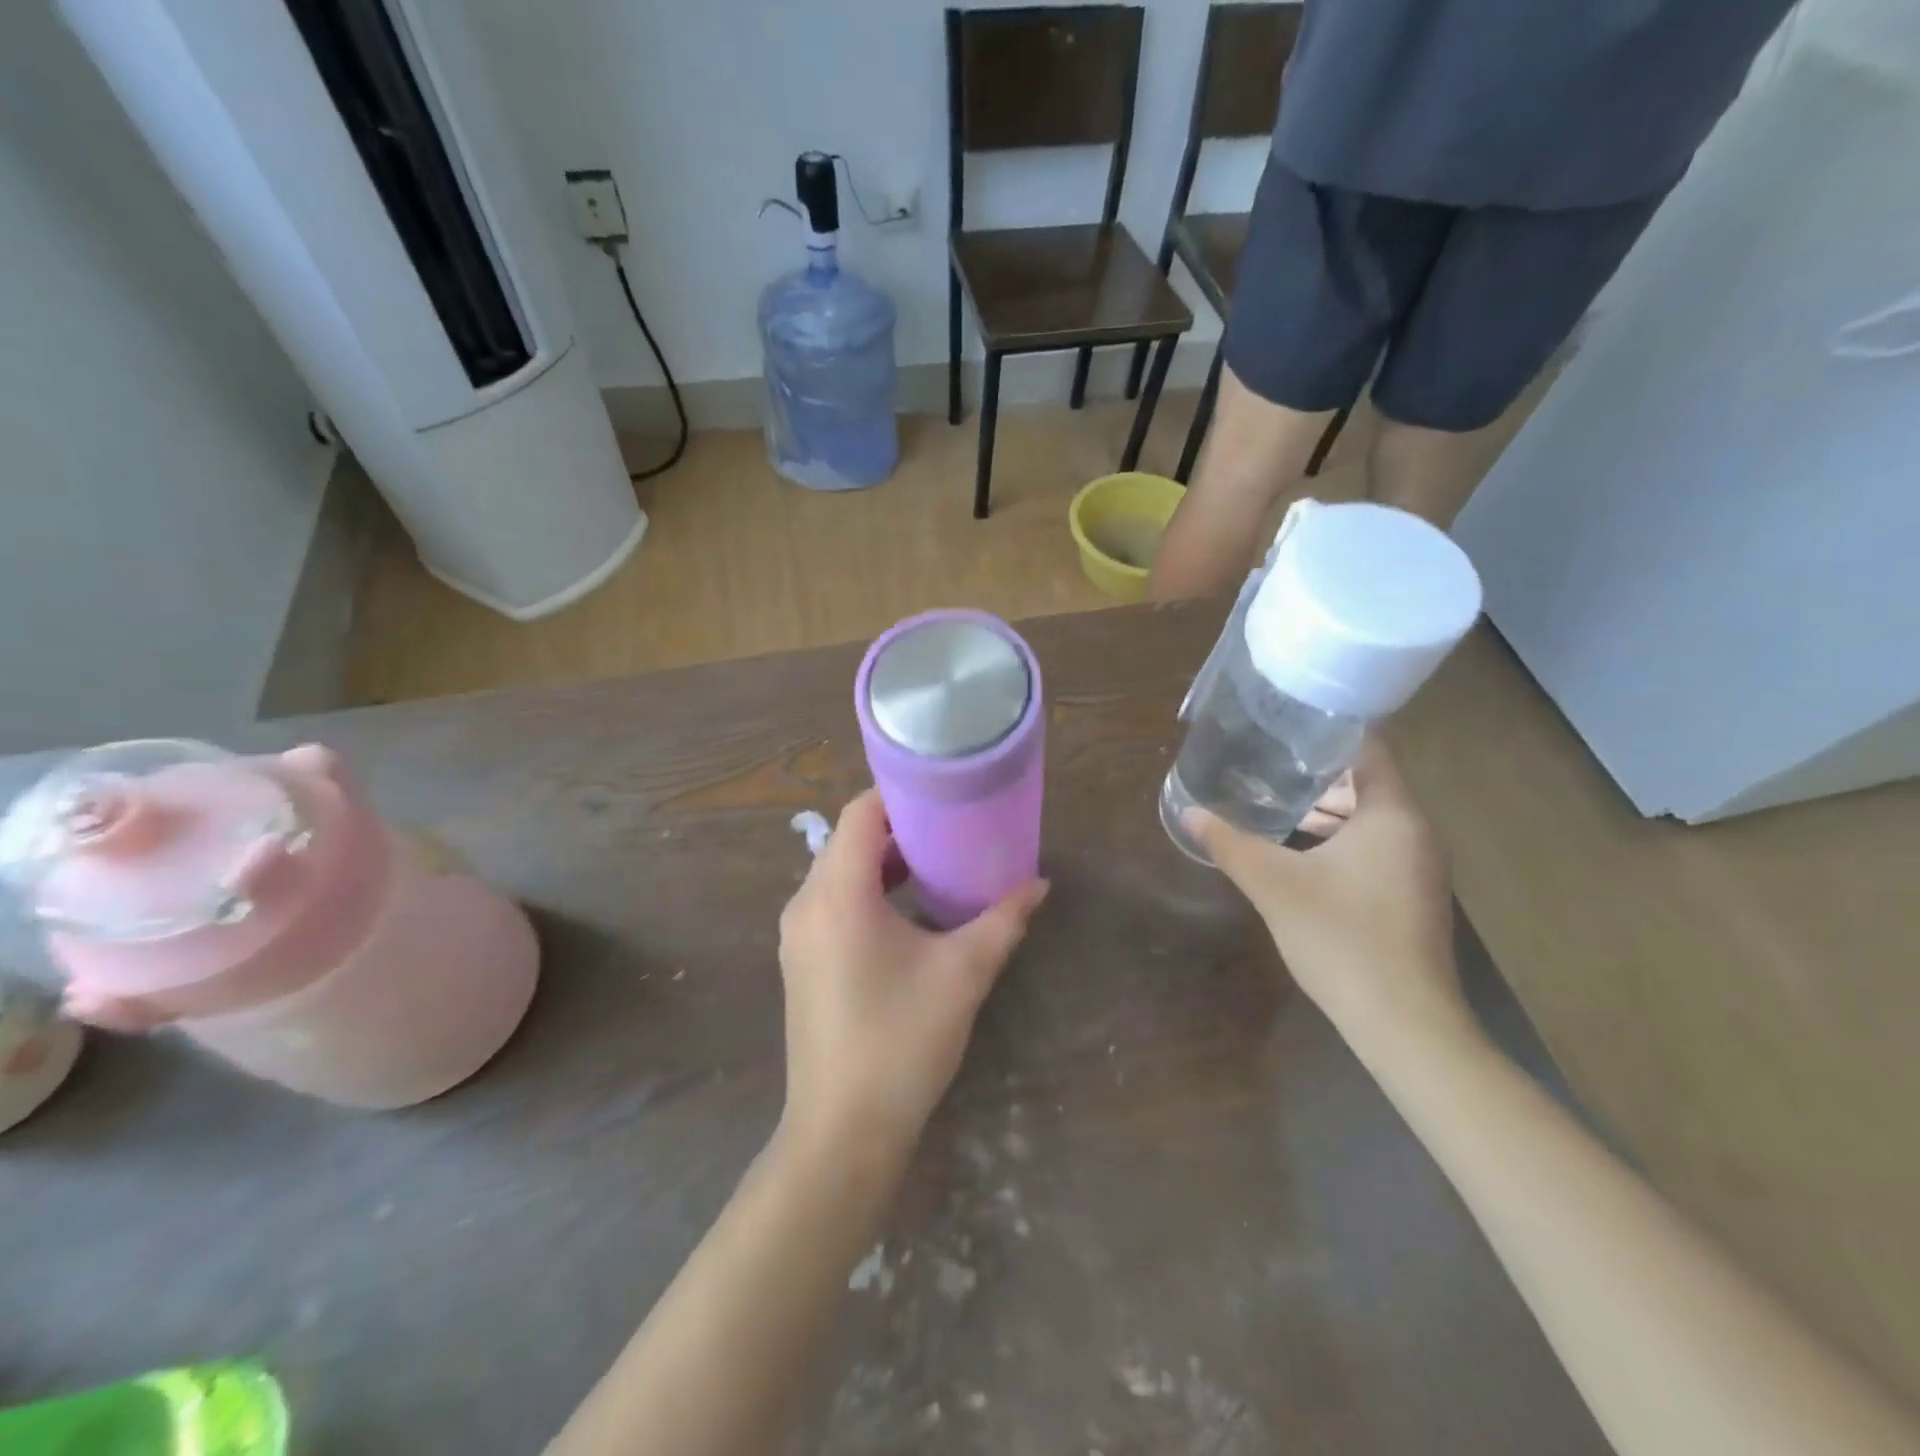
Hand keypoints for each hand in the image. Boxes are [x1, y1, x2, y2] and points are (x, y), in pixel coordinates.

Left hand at [776, 789, 1048, 1163]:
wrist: (841, 1132)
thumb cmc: (901, 1041)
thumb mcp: (962, 974)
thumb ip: (1002, 921)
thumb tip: (1039, 885)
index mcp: (837, 894)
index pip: (860, 814)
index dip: (900, 795)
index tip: (945, 794)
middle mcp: (806, 904)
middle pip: (849, 841)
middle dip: (900, 830)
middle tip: (952, 830)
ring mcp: (797, 935)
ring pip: (840, 873)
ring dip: (885, 864)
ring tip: (938, 867)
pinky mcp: (801, 962)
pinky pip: (833, 904)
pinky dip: (868, 893)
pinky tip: (909, 914)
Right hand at [1183, 739, 1470, 1054]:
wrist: (1404, 1023)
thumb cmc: (1342, 939)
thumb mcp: (1274, 885)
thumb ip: (1230, 844)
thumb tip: (1189, 813)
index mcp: (1392, 815)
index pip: (1368, 749)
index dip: (1326, 732)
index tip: (1284, 723)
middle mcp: (1415, 832)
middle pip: (1367, 783)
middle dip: (1316, 773)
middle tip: (1267, 761)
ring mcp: (1418, 868)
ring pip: (1370, 819)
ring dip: (1327, 809)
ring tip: (1275, 802)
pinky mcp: (1411, 896)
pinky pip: (1374, 848)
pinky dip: (1340, 840)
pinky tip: (1300, 852)